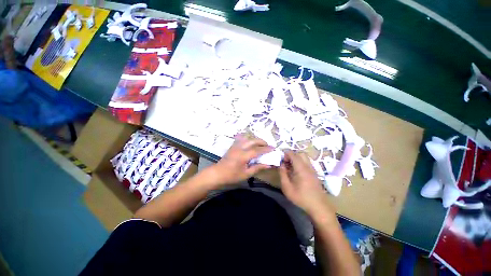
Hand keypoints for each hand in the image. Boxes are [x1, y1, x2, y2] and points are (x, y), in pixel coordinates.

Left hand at [209, 135, 272, 185]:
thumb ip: (257, 168)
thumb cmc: (232, 176)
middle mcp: (240, 148)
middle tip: (268, 145)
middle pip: (253, 141)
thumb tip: (268, 165)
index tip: (273, 148)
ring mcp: (235, 145)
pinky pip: (241, 138)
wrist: (217, 173)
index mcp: (243, 156)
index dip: (266, 149)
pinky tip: (250, 142)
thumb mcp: (246, 174)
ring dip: (255, 139)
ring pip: (248, 138)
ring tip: (260, 144)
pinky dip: (248, 138)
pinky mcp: (233, 145)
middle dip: (262, 142)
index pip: (258, 150)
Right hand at [279, 150, 334, 216]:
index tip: (282, 161)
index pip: (293, 154)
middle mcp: (308, 166)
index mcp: (301, 168)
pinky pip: (307, 162)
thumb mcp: (287, 187)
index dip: (286, 154)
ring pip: (304, 157)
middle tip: (286, 163)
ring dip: (296, 159)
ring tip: (291, 168)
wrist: (319, 206)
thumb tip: (281, 165)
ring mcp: (312, 169)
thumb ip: (282, 174)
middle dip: (291, 155)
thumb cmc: (301, 197)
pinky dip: (300, 163)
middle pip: (300, 154)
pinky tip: (297, 172)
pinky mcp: (314, 173)